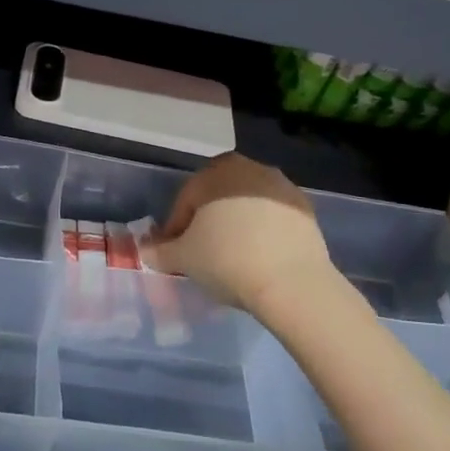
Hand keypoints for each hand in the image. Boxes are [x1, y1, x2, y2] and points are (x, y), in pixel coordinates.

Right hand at [153, 153, 333, 323]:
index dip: (176, 227)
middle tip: (203, 249)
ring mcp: (281, 185)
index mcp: (215, 172)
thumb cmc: (227, 260)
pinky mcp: (304, 207)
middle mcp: (248, 168)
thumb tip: (145, 251)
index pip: (186, 199)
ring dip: (237, 222)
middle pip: (218, 194)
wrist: (291, 282)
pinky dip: (264, 230)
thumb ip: (159, 251)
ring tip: (234, 255)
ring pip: (247, 202)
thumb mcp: (183, 259)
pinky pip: (274, 216)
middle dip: (208, 218)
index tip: (175, 252)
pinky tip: (261, 256)